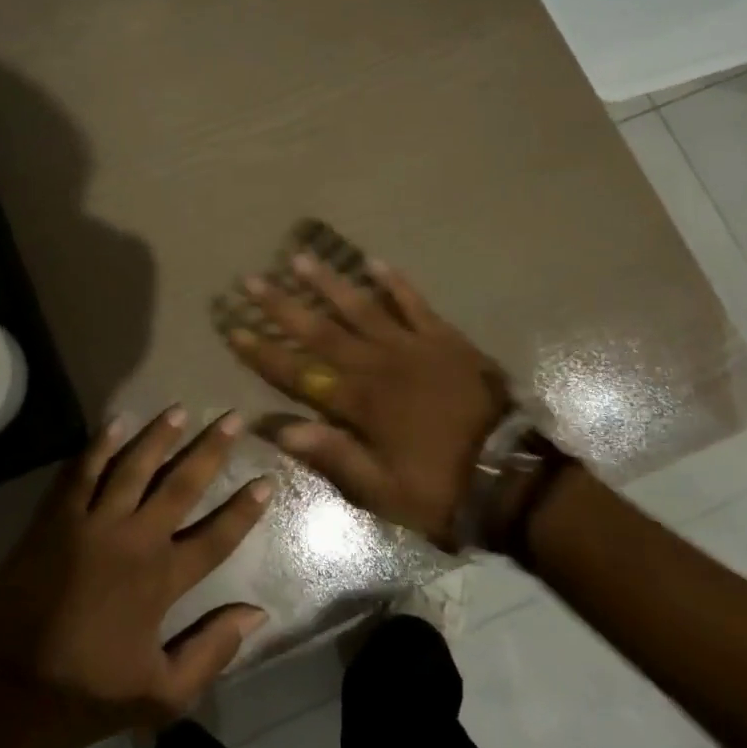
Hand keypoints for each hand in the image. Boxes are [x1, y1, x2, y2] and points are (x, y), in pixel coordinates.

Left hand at [0, 409, 273, 747]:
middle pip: (180, 485)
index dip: (244, 509)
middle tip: (232, 418)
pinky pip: (81, 472)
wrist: (9, 693)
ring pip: (133, 467)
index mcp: (162, 580)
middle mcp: (134, 540)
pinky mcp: (55, 520)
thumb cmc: (89, 694)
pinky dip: (99, 445)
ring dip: (158, 436)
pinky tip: (116, 422)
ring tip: (179, 409)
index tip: (266, 480)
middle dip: (210, 450)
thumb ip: (212, 652)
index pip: (216, 536)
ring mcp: (92, 525)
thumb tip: (258, 614)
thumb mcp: (163, 695)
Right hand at [226, 255, 507, 548]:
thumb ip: (330, 454)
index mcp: (359, 403)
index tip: (234, 329)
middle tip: (252, 280)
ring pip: (361, 307)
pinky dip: (394, 283)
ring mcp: (412, 346)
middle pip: (321, 330)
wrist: (512, 477)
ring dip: (328, 283)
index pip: (298, 372)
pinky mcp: (444, 339)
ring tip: (300, 258)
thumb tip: (277, 426)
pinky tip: (374, 262)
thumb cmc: (440, 488)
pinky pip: (414, 304)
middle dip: (282, 306)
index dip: (263, 352)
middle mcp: (378, 365)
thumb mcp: (380, 489)